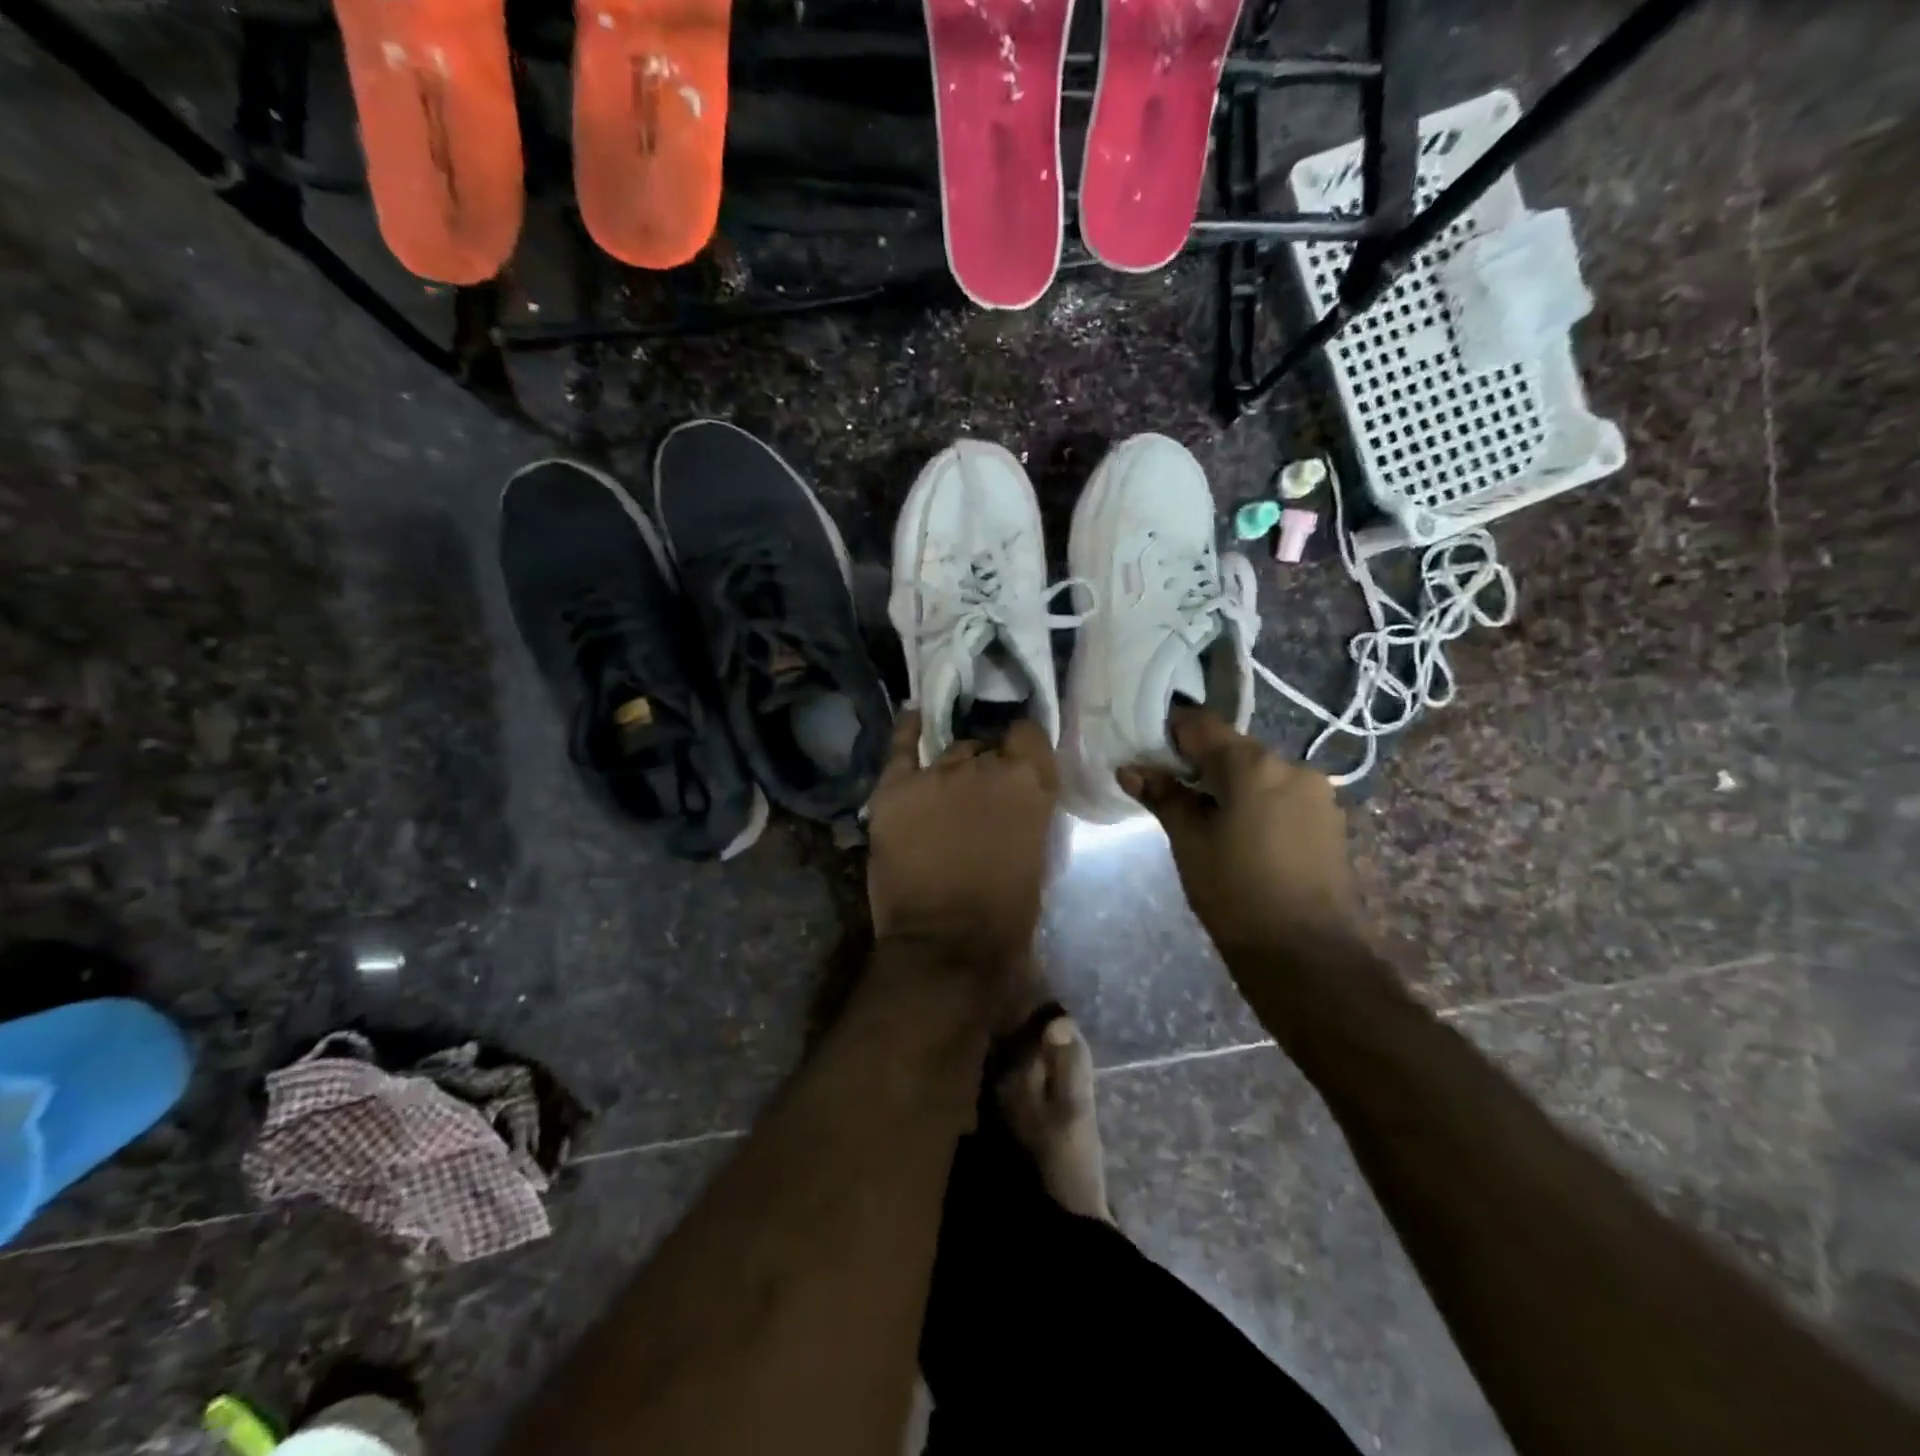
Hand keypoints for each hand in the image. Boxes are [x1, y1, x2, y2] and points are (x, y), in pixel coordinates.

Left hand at [866, 712, 1058, 962]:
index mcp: (1029, 783)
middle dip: (983, 767)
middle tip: (976, 799)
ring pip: (948, 751)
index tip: (1017, 764)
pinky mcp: (894, 789)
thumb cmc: (1006, 913)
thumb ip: (1025, 810)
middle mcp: (984, 766)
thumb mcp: (1036, 852)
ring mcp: (936, 774)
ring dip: (950, 769)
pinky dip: (907, 732)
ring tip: (944, 794)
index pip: (1029, 734)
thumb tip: (1011, 797)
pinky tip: (912, 718)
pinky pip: (900, 747)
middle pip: (984, 746)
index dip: (1022, 749)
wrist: (947, 946)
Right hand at [1118, 708, 1358, 955]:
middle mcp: (1291, 765)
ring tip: (1208, 822)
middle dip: (1200, 765)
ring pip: (1259, 774)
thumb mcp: (1189, 843)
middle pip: (1233, 749)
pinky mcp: (1330, 820)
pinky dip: (1257, 803)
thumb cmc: (1235, 894)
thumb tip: (1130, 769)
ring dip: (1231, 785)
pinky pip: (1282, 796)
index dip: (1170, 733)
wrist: (1308, 956)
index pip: (1201, 725)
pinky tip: (1243, 837)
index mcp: (1253, 764)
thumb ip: (1163, 797)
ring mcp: (1317, 793)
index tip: (1148, 753)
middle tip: (1172, 794)